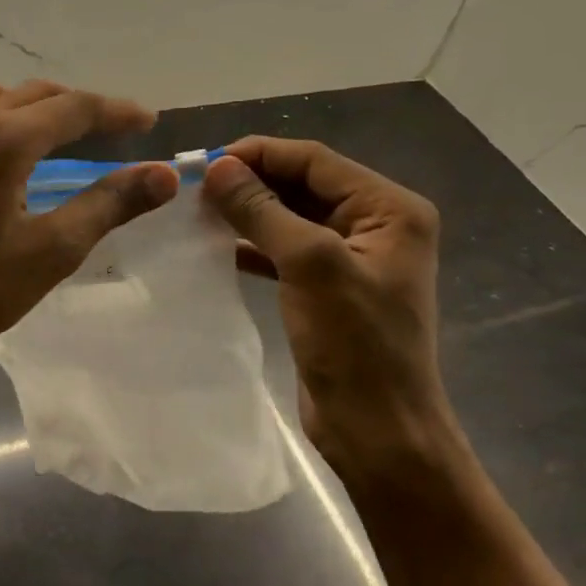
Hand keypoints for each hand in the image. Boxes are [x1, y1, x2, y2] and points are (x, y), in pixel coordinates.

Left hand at [0, 81, 178, 372]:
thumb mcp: (52, 250)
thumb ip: (109, 205)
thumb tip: (163, 174)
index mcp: (5, 139)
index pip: (74, 108)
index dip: (116, 111)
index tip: (149, 121)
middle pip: (33, 96)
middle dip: (77, 106)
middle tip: (112, 129)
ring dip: (26, 107)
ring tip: (51, 131)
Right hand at [202, 138, 455, 486]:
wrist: (378, 430)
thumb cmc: (355, 344)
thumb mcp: (309, 265)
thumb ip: (263, 210)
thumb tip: (218, 168)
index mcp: (389, 209)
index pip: (315, 161)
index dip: (259, 155)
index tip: (205, 163)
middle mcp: (376, 224)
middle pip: (303, 184)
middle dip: (251, 182)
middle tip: (196, 189)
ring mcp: (352, 257)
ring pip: (291, 216)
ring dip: (249, 212)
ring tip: (200, 213)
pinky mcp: (328, 286)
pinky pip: (286, 249)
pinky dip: (254, 245)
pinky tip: (218, 247)